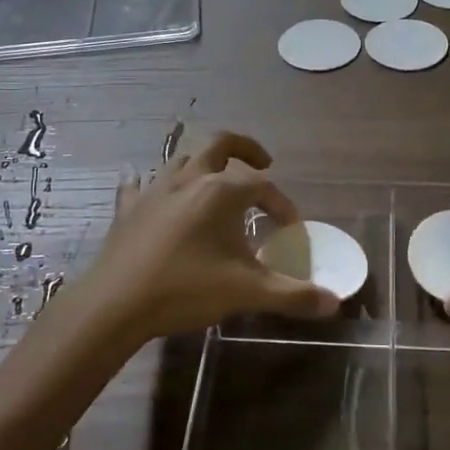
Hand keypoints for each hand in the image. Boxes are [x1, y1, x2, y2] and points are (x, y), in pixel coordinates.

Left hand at [82, 132, 337, 340]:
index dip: (281, 204)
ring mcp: (154, 190)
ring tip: (215, 179)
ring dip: (203, 163)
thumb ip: (292, 295)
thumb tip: (333, 303)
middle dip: (245, 148)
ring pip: (183, 159)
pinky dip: (149, 184)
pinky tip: (147, 187)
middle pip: (220, 144)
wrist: (116, 304)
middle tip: (263, 162)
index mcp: (220, 191)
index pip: (261, 186)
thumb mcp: (245, 292)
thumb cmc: (185, 289)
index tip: (291, 228)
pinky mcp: (128, 209)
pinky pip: (138, 185)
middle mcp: (188, 179)